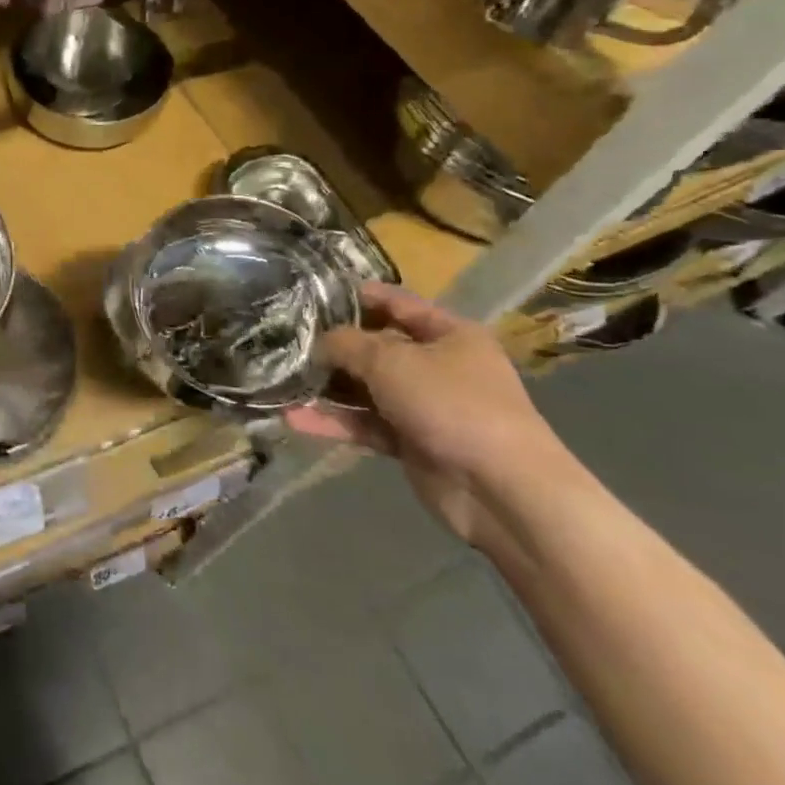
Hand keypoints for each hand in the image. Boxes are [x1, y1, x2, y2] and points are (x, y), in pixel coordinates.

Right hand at [295, 284, 567, 543]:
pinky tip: (295, 419)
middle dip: (334, 346)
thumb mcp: (392, 361)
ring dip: (329, 388)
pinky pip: (367, 424)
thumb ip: (347, 345)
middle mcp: (439, 365)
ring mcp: (426, 406)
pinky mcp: (413, 443)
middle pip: (377, 347)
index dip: (356, 296)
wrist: (502, 490)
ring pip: (368, 389)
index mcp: (449, 334)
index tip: (311, 294)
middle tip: (286, 340)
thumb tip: (318, 342)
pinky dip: (336, 422)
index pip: (396, 303)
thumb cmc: (452, 404)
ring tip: (282, 380)